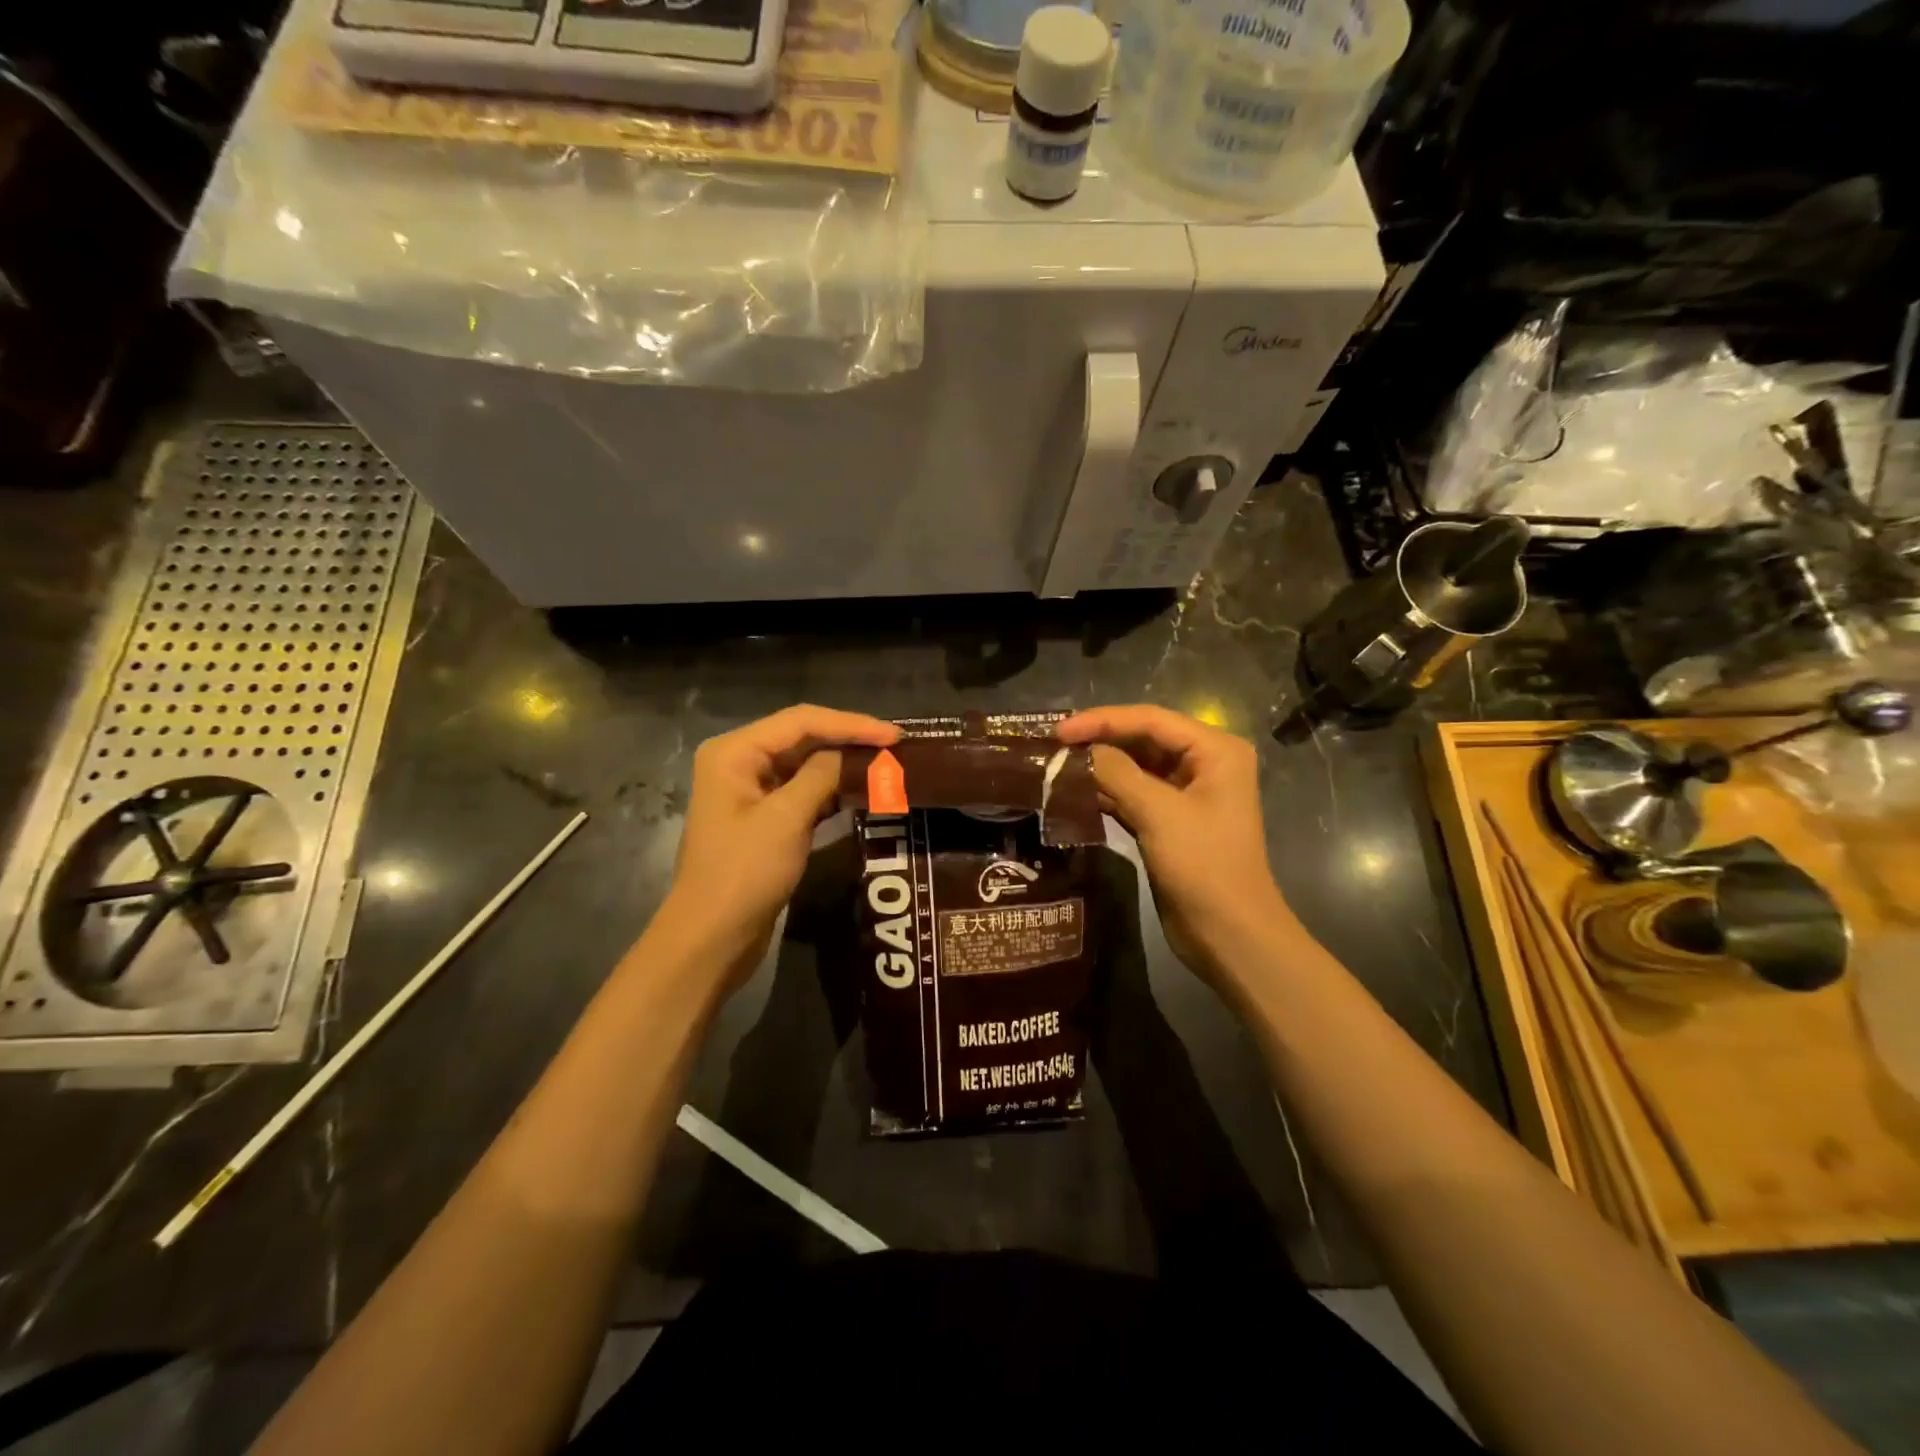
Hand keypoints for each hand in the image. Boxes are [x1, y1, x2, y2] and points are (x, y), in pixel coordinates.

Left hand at [654, 704, 897, 993]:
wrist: (712, 938)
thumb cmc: (744, 873)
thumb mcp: (786, 819)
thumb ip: (822, 775)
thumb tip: (854, 754)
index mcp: (734, 752)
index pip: (801, 721)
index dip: (851, 724)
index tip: (895, 735)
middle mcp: (739, 762)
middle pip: (803, 737)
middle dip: (849, 740)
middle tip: (897, 747)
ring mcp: (750, 791)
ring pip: (805, 764)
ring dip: (844, 764)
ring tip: (888, 764)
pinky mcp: (763, 818)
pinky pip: (803, 791)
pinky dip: (832, 789)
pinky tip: (863, 791)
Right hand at [1055, 704, 1302, 989]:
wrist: (1229, 935)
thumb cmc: (1203, 866)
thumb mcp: (1158, 813)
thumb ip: (1117, 773)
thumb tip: (1079, 752)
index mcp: (1215, 750)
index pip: (1151, 720)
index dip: (1102, 721)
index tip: (1059, 731)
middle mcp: (1203, 763)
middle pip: (1143, 739)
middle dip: (1099, 741)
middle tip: (1052, 746)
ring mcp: (1186, 793)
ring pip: (1135, 767)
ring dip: (1099, 767)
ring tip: (1055, 766)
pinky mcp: (1170, 821)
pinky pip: (1133, 794)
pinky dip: (1106, 792)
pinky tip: (1073, 794)